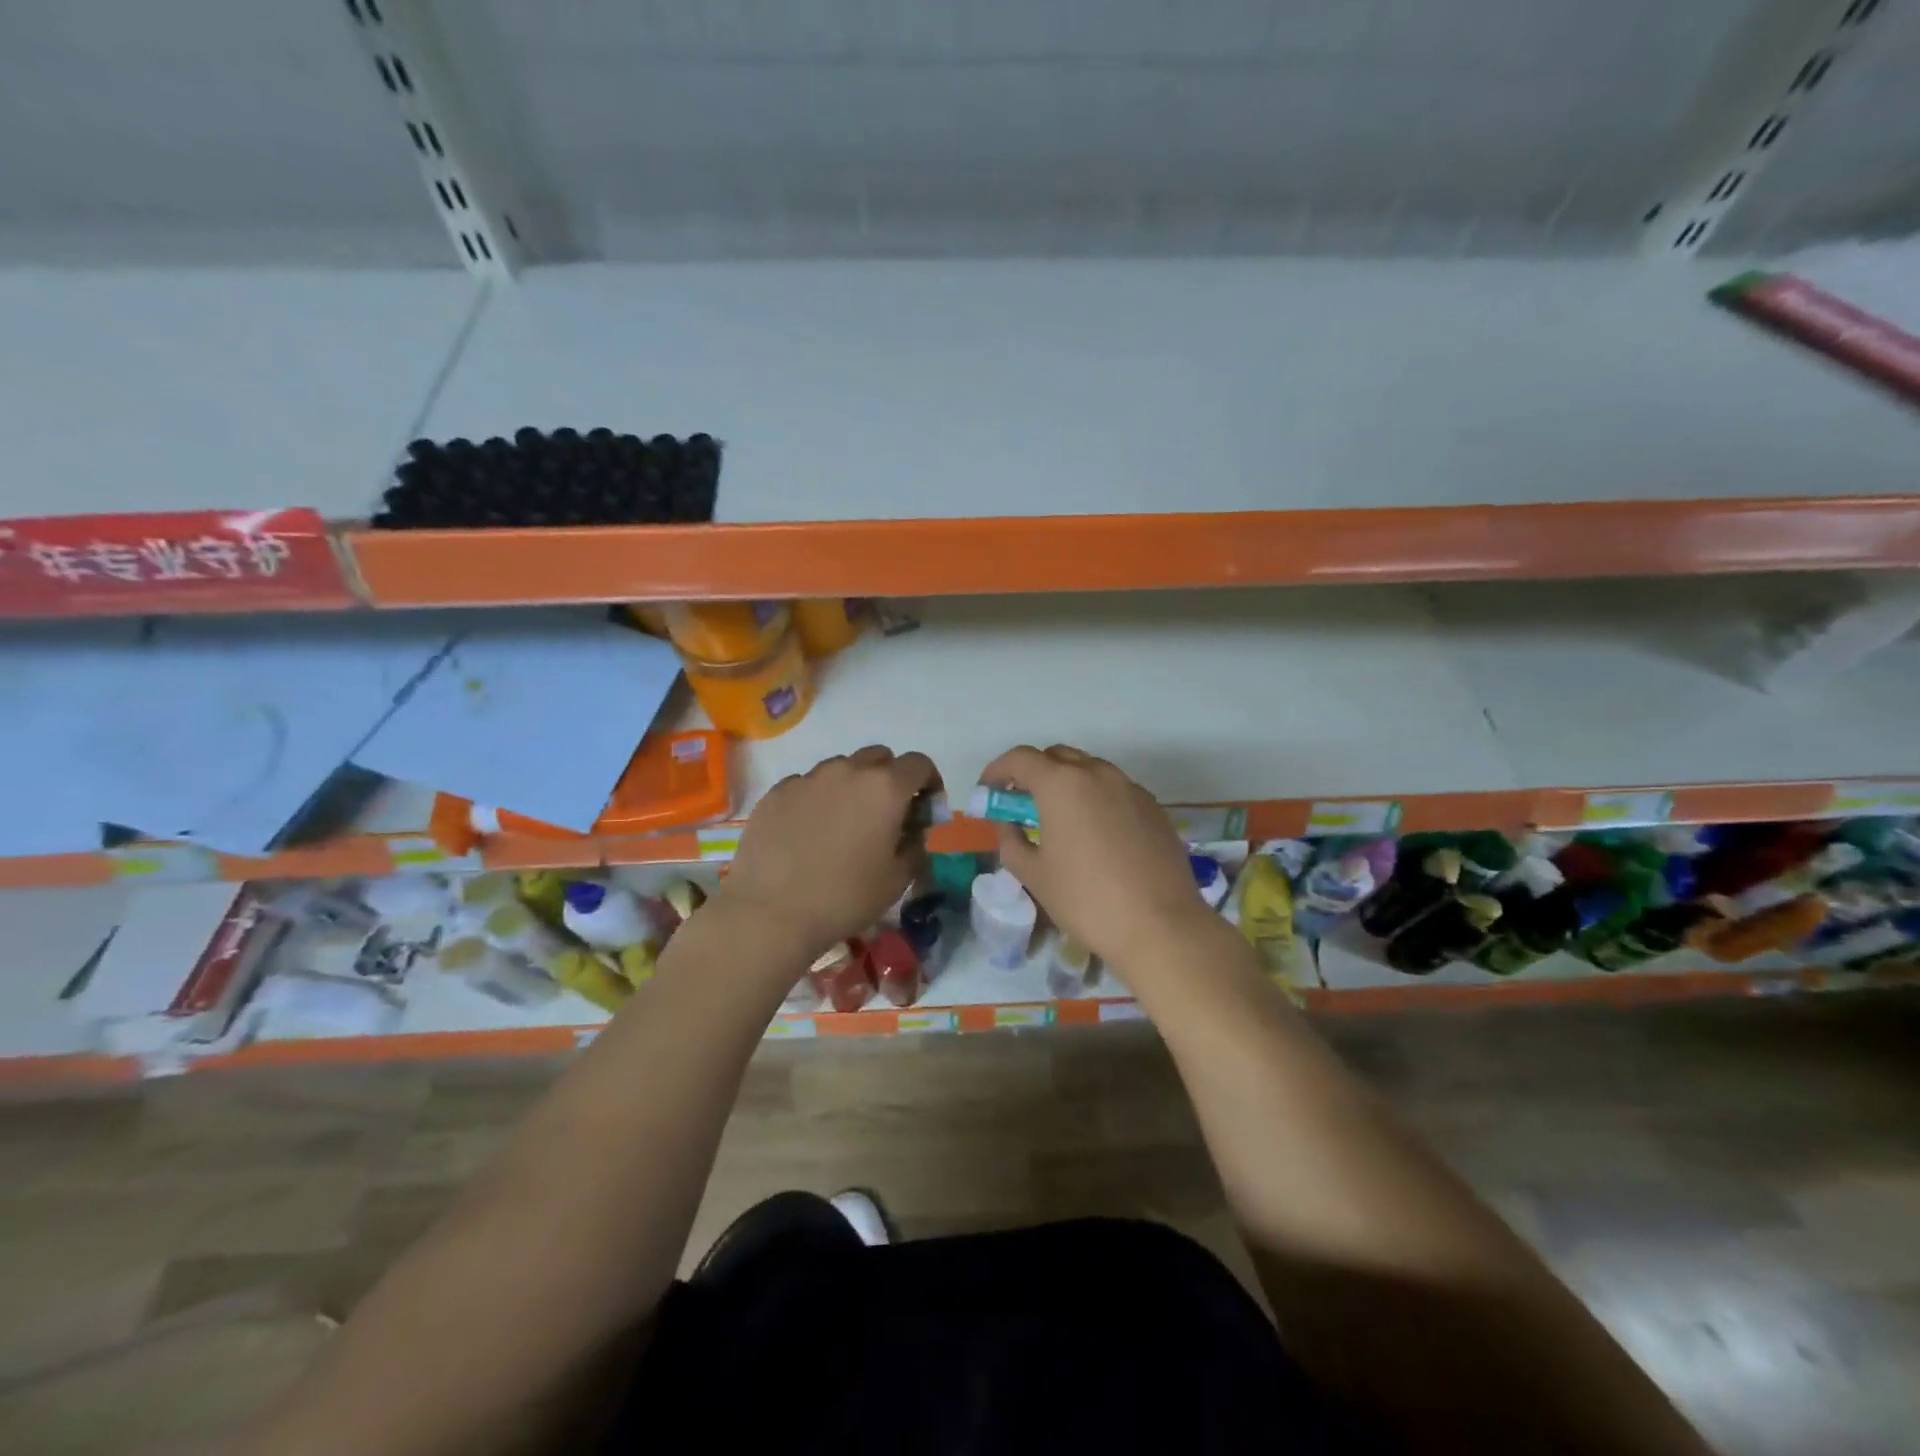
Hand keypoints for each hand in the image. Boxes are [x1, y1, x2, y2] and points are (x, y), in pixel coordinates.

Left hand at [713, 745, 939, 962]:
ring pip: (840, 768)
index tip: (925, 807)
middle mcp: (847, 770)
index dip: (929, 782)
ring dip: (851, 785)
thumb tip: (912, 831)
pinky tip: (808, 832)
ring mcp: (807, 778)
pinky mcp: (776, 792)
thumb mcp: (897, 880)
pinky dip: (817, 798)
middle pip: (879, 757)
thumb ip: (915, 846)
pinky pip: (806, 784)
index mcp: (885, 788)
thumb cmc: (845, 898)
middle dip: (890, 778)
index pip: (919, 764)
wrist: (770, 913)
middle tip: (885, 814)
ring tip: (843, 823)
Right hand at [978, 744, 1213, 969]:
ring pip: (1090, 770)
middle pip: (1057, 756)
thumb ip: (1011, 841)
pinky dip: (1096, 800)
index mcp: (1062, 784)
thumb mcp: (1034, 875)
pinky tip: (1096, 835)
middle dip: (1033, 773)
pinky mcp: (1154, 808)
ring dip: (1067, 784)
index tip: (988, 791)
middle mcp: (1098, 773)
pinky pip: (1116, 791)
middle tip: (1022, 805)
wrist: (1161, 926)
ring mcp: (1131, 788)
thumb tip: (1010, 825)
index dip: (997, 770)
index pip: (1020, 758)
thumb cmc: (1086, 900)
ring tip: (1060, 821)